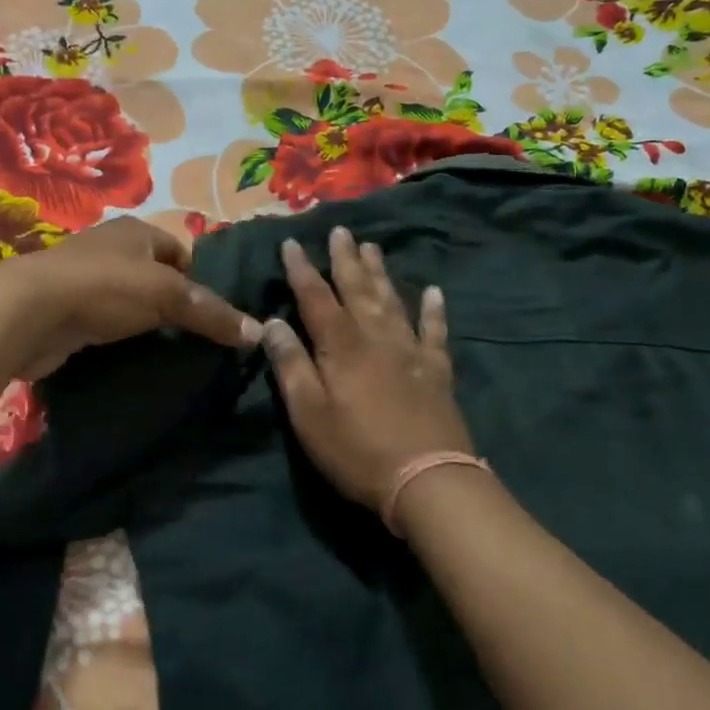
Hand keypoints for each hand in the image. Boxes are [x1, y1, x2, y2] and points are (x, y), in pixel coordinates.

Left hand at [0, 216, 261, 378]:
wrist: (29, 313)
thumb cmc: (105, 287)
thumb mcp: (168, 295)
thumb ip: (212, 313)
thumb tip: (259, 333)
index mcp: (135, 231)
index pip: (180, 251)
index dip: (199, 279)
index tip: (214, 315)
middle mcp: (109, 249)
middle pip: (155, 277)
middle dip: (174, 305)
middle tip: (198, 339)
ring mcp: (85, 281)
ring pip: (130, 303)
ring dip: (146, 325)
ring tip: (172, 353)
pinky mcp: (67, 312)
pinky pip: (106, 324)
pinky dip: (119, 340)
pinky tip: (133, 360)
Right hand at [263, 226, 476, 523]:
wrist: (427, 479)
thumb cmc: (356, 450)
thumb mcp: (308, 413)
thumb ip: (291, 365)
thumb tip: (272, 323)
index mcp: (341, 346)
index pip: (316, 297)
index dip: (302, 270)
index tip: (292, 243)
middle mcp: (377, 337)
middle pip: (358, 289)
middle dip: (346, 259)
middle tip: (341, 231)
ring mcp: (411, 351)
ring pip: (392, 301)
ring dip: (381, 273)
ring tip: (374, 247)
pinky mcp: (436, 371)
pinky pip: (435, 331)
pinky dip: (433, 310)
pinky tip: (433, 292)